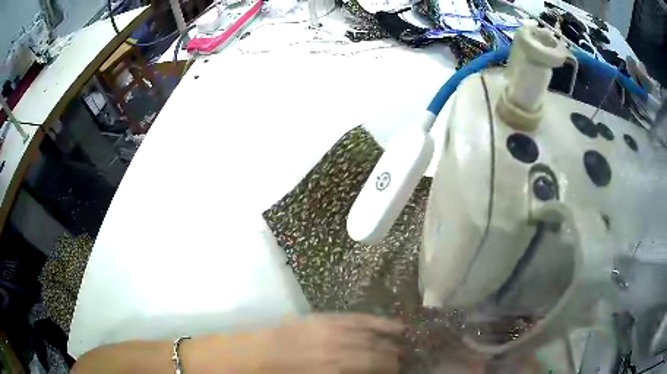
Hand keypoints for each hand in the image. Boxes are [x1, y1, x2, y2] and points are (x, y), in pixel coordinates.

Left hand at [185, 313, 404, 372]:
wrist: (253, 356)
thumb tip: (371, 371)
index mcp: (336, 368)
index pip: (377, 366)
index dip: (393, 369)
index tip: (403, 371)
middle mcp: (339, 346)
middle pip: (378, 351)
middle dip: (396, 357)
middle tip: (408, 361)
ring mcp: (331, 328)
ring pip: (372, 333)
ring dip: (392, 339)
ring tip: (408, 342)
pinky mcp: (324, 317)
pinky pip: (358, 318)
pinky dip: (378, 322)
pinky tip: (392, 325)